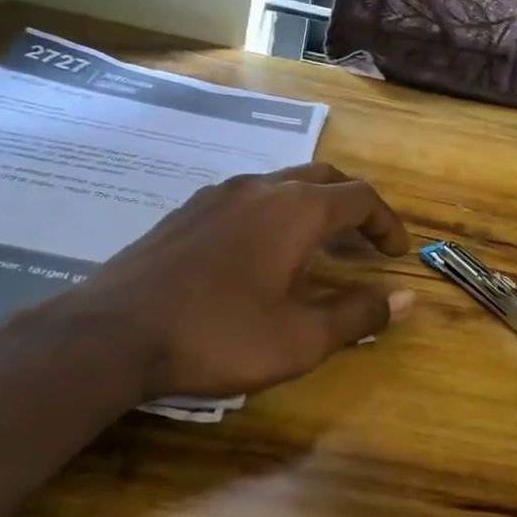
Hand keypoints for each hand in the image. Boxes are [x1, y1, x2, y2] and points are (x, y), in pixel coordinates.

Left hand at [23, 163, 414, 406]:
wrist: (110, 333)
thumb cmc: (217, 336)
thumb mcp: (299, 339)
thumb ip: (357, 314)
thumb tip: (405, 298)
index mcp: (297, 210)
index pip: (361, 198)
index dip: (387, 222)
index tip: (398, 253)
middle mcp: (262, 187)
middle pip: (325, 178)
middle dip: (354, 204)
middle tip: (366, 239)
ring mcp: (220, 193)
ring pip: (283, 183)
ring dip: (313, 205)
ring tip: (319, 244)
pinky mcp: (189, 209)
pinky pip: (248, 197)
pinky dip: (275, 212)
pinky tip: (261, 250)